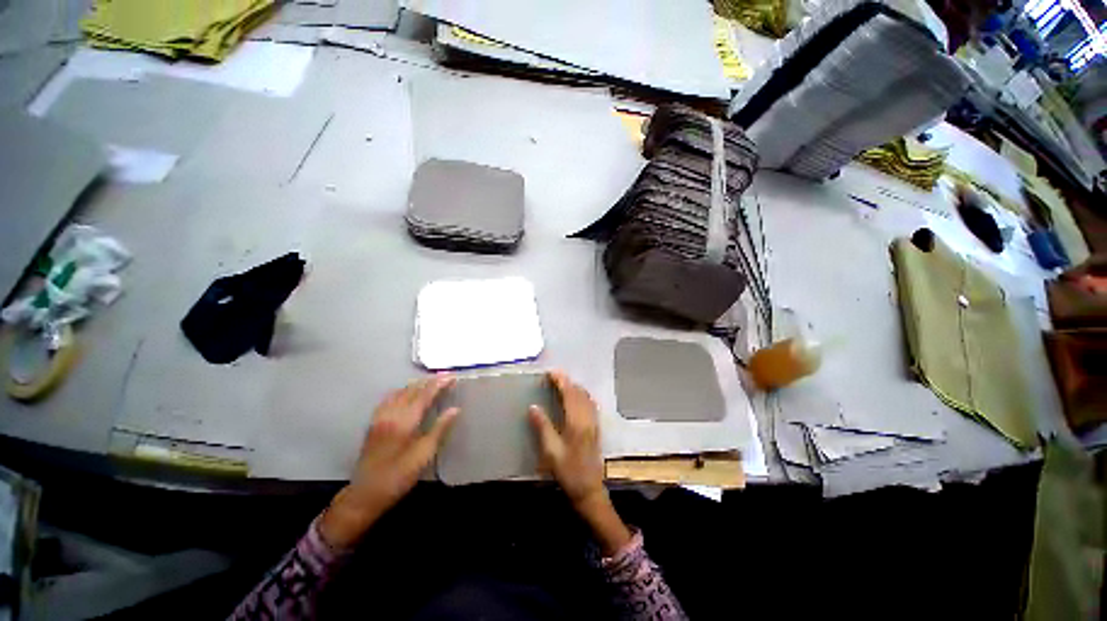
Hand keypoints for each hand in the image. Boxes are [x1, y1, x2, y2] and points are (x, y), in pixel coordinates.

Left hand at [320, 376, 457, 549]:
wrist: (366, 493)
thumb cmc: (399, 475)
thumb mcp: (424, 454)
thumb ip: (439, 428)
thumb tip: (455, 409)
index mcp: (405, 421)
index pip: (425, 394)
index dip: (439, 384)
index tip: (452, 377)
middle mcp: (391, 414)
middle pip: (412, 390)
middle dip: (429, 381)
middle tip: (445, 377)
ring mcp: (380, 417)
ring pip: (399, 392)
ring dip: (416, 385)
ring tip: (430, 382)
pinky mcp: (374, 423)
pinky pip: (389, 399)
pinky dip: (401, 391)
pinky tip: (405, 393)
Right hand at [529, 371, 630, 555]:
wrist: (589, 490)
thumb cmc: (568, 472)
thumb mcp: (551, 451)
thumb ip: (543, 427)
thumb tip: (533, 407)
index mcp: (576, 422)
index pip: (569, 394)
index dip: (561, 381)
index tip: (551, 372)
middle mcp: (587, 418)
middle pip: (579, 393)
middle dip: (567, 381)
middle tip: (554, 376)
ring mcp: (594, 423)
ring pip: (586, 397)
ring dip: (575, 387)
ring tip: (563, 384)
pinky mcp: (596, 428)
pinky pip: (590, 404)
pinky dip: (582, 395)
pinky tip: (577, 398)